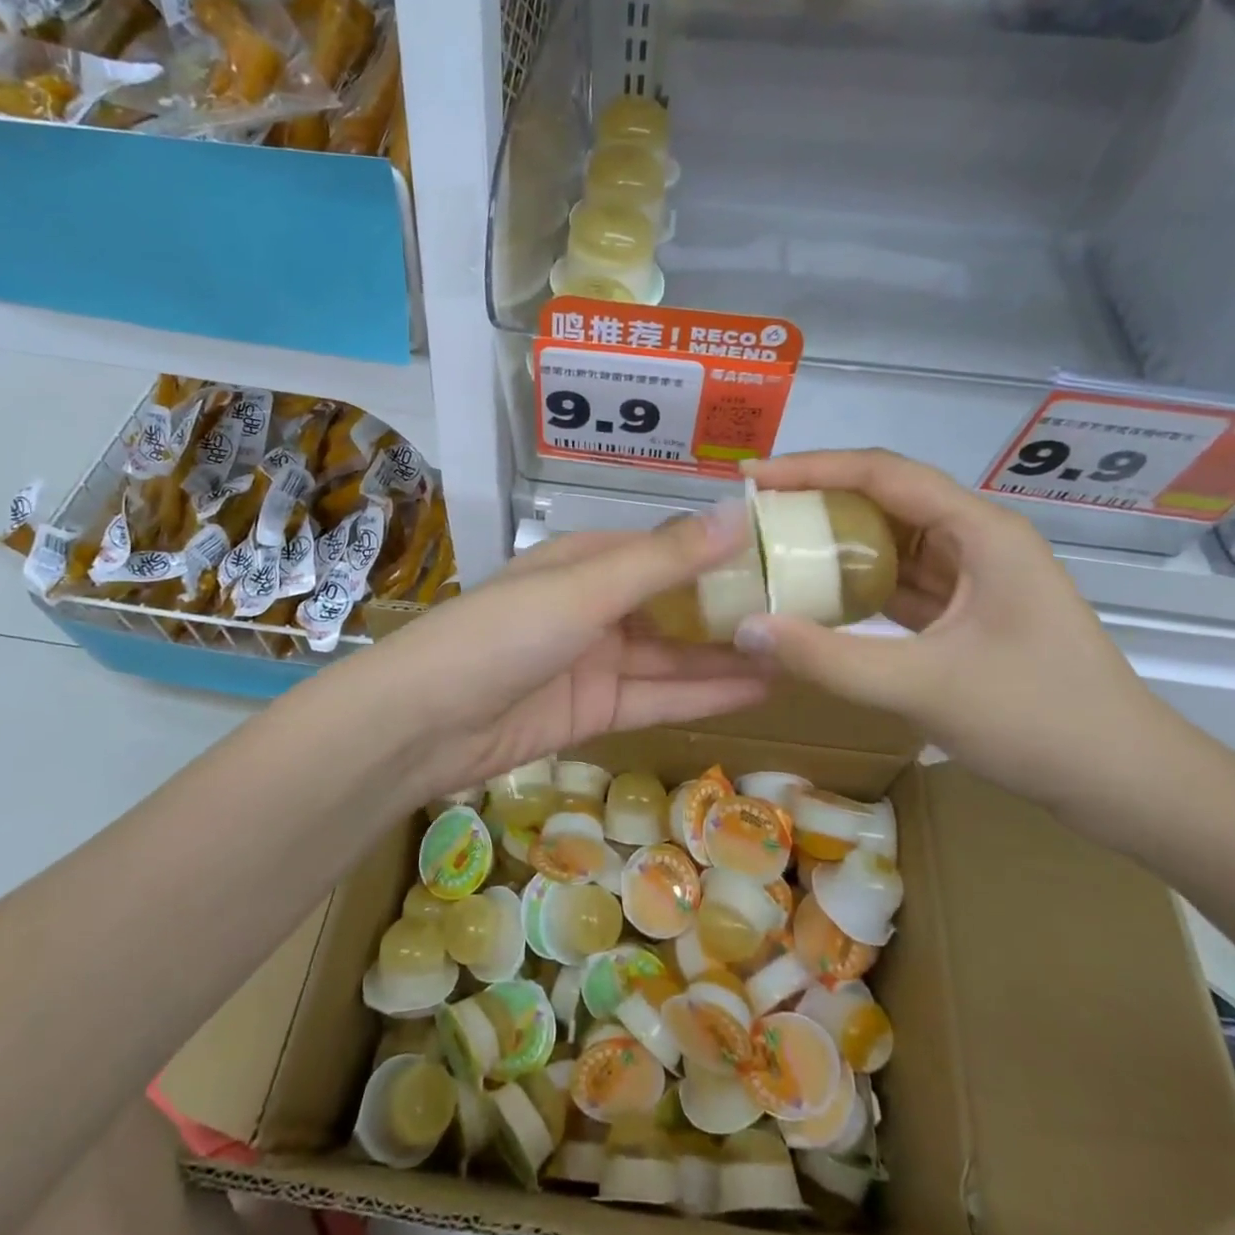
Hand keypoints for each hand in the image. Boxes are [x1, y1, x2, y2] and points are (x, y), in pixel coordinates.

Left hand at [351, 502, 773, 797]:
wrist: (426, 722)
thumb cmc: (504, 634)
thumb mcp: (586, 589)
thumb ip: (663, 560)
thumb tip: (737, 512)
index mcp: (587, 560)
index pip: (667, 548)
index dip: (722, 550)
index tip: (785, 553)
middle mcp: (595, 605)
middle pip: (675, 604)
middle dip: (732, 607)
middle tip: (808, 611)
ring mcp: (596, 660)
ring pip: (674, 654)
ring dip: (728, 654)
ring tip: (798, 651)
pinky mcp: (596, 710)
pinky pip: (660, 697)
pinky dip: (705, 694)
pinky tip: (760, 688)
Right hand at [732, 450, 1173, 815]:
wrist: (1129, 785)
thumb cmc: (1040, 721)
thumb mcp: (924, 687)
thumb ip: (828, 658)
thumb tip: (745, 628)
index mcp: (981, 532)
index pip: (882, 474)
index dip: (812, 468)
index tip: (751, 478)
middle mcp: (978, 540)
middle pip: (885, 499)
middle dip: (817, 500)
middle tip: (752, 516)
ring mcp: (975, 577)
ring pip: (890, 541)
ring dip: (834, 542)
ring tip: (772, 547)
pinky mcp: (968, 612)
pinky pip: (900, 581)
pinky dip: (856, 583)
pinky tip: (814, 595)